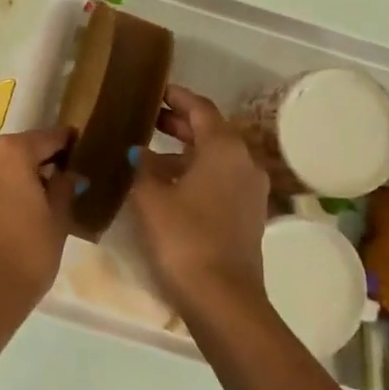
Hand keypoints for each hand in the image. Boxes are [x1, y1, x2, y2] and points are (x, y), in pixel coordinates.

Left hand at [0, 126, 77, 325]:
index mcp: (11, 150)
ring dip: (18, 175)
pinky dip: (0, 188)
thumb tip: (67, 175)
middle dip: (40, 161)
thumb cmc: (26, 253)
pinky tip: (16, 209)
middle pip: (20, 149)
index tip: (83, 150)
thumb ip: (64, 187)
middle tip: (63, 179)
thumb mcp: (58, 219)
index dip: (68, 144)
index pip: (49, 138)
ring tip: (39, 198)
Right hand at [128, 86, 270, 314]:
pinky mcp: (248, 214)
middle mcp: (244, 161)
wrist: (223, 298)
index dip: (176, 97)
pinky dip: (197, 173)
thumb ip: (142, 167)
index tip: (155, 91)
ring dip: (186, 151)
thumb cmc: (184, 238)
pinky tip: (170, 185)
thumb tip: (138, 151)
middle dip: (179, 123)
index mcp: (224, 147)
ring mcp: (250, 190)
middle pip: (211, 131)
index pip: (200, 108)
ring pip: (216, 157)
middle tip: (148, 118)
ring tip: (151, 152)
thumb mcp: (151, 198)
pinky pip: (221, 179)